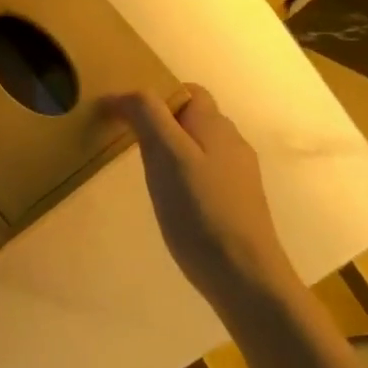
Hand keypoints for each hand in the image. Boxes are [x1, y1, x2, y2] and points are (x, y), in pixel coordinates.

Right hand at [110, 85, 299, 308]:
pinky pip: (205, 174)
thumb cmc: (199, 209)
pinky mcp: (237, 204)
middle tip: (129, 143)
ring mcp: (238, 176)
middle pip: (194, 119)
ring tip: (145, 172)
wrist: (243, 275)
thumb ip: (147, 115)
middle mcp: (232, 143)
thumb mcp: (166, 154)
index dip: (157, 97)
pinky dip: (184, 176)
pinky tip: (171, 200)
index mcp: (215, 125)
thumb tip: (124, 94)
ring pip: (200, 147)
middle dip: (162, 123)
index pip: (188, 92)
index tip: (126, 117)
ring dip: (172, 150)